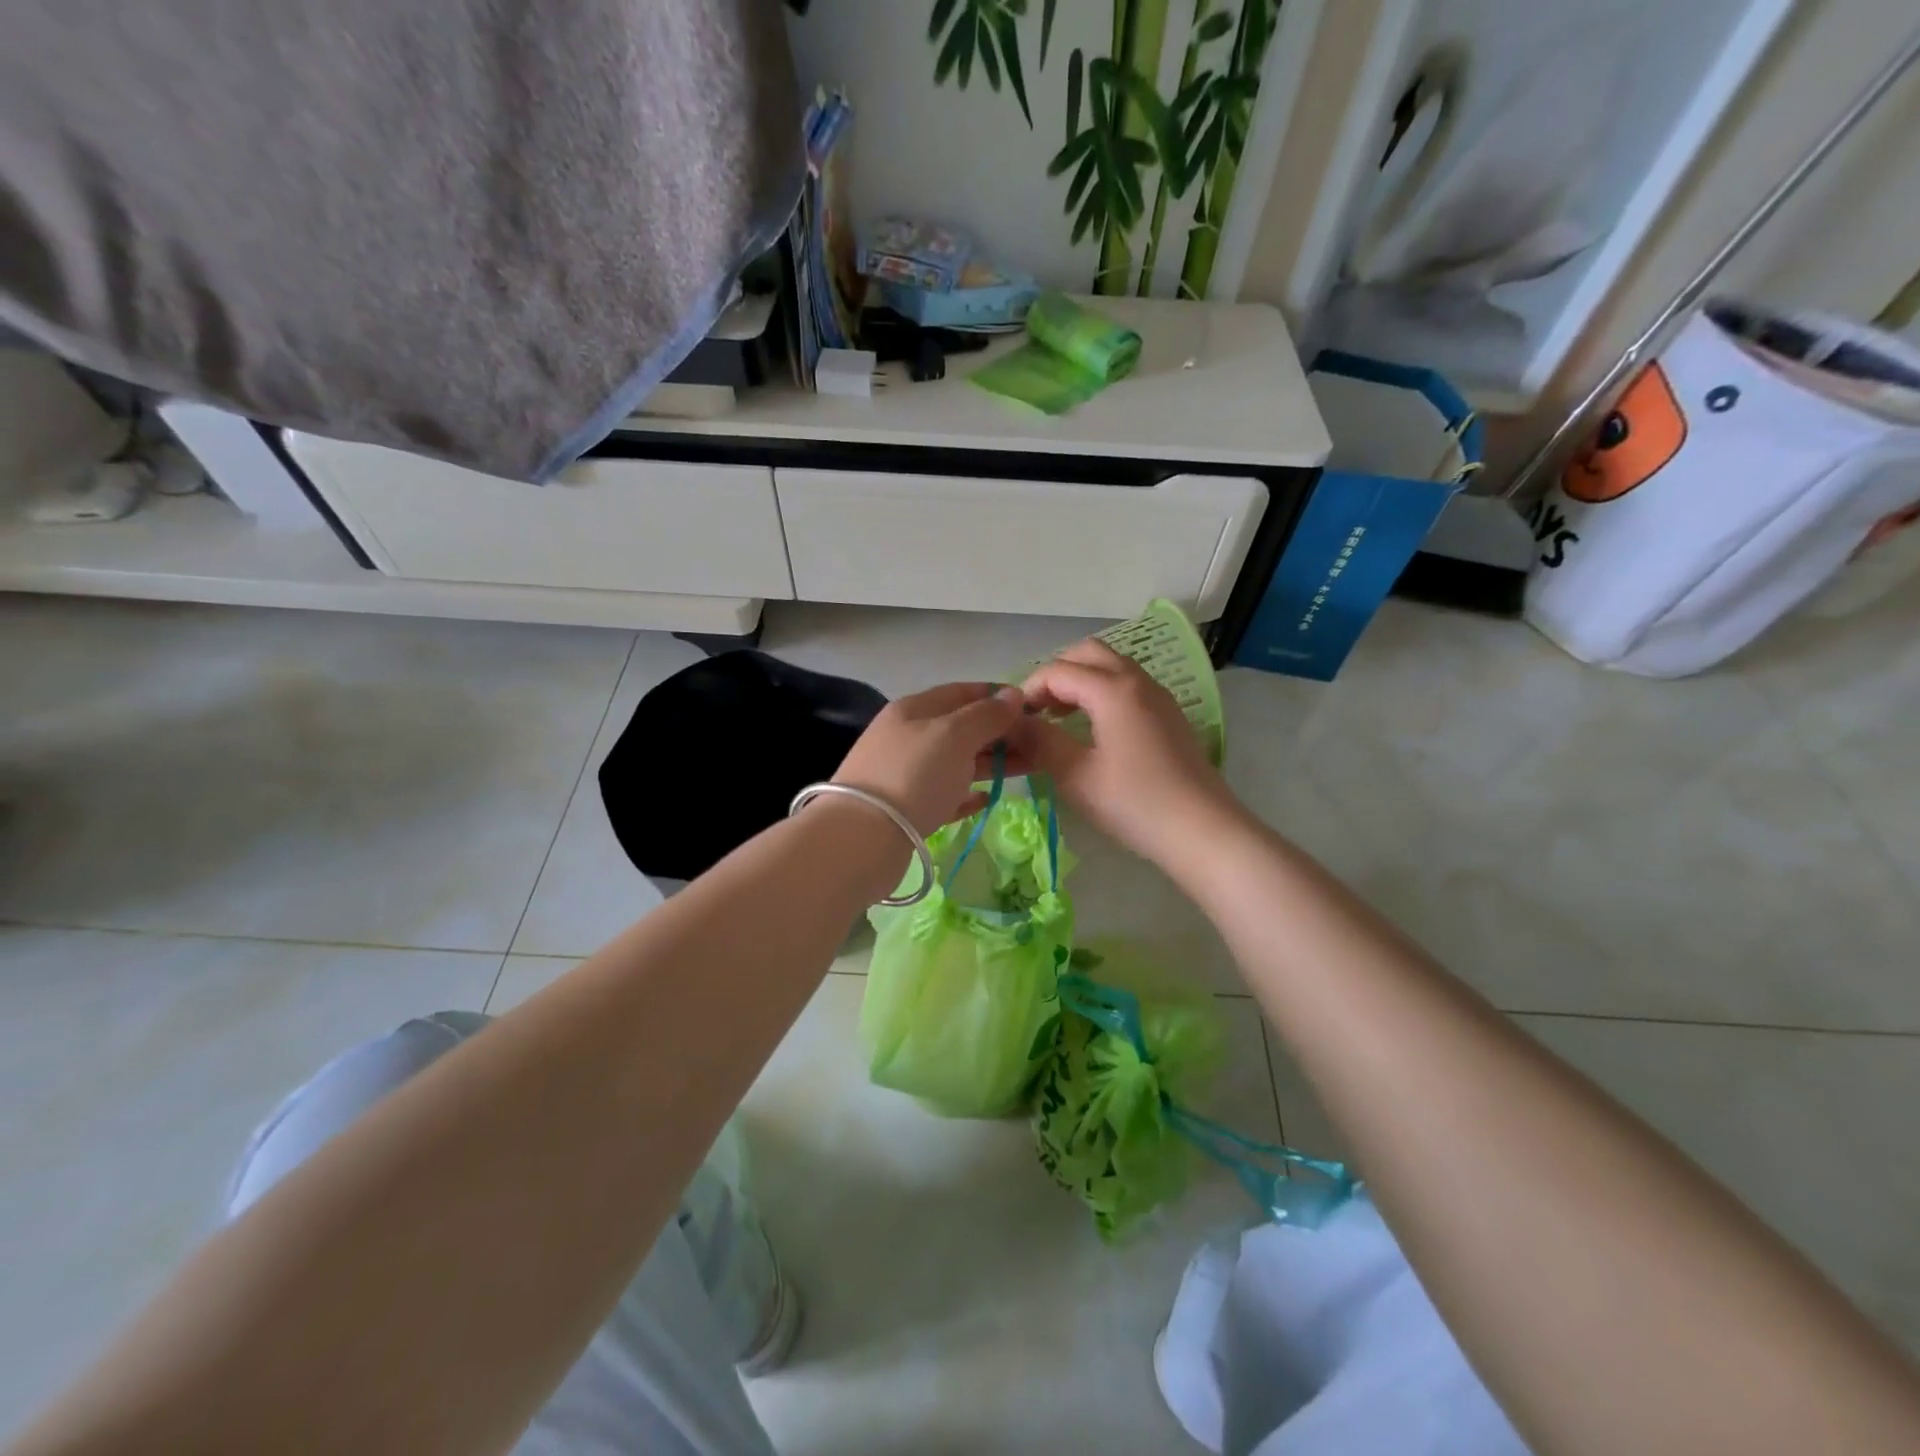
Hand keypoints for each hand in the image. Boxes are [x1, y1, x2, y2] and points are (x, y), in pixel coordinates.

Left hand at [832, 682, 1027, 835]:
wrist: (863, 837)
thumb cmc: (913, 775)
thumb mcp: (954, 735)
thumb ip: (986, 715)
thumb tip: (1013, 694)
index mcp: (914, 709)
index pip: (961, 692)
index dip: (996, 696)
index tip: (1032, 708)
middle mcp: (907, 736)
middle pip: (959, 727)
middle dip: (998, 732)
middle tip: (1038, 744)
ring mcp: (904, 773)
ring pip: (954, 761)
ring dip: (989, 762)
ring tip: (1026, 769)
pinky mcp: (905, 809)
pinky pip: (943, 794)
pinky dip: (965, 793)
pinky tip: (985, 799)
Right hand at [1017, 640, 1241, 866]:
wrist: (1203, 831)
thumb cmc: (1135, 803)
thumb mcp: (1076, 776)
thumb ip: (1040, 742)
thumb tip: (1012, 724)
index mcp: (1113, 689)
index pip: (1058, 671)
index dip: (1028, 690)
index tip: (1012, 721)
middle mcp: (1138, 681)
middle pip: (1088, 653)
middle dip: (1056, 674)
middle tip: (1037, 710)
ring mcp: (1158, 696)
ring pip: (1111, 667)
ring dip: (1080, 682)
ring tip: (1060, 719)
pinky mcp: (1170, 715)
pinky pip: (1129, 686)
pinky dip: (1103, 693)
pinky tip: (1094, 731)